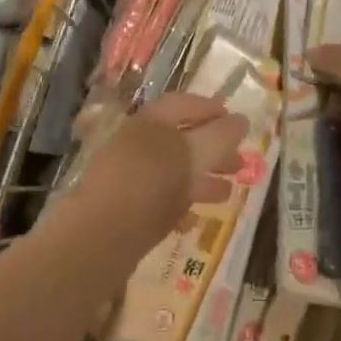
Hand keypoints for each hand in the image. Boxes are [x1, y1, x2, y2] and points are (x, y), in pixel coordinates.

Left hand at [71, 92, 247, 244]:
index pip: (184, 104)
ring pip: (171, 171)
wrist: (99, 236)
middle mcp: (136, 143)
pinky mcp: (121, 208)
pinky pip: (157, 199)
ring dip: (201, 179)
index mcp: (151, 122)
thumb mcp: (194, 154)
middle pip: (180, 139)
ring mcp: (126, 176)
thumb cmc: (151, 183)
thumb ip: (221, 136)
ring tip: (227, 194)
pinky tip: (194, 221)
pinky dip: (179, 204)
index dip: (211, 109)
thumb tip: (242, 120)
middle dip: (213, 150)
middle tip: (240, 164)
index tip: (236, 122)